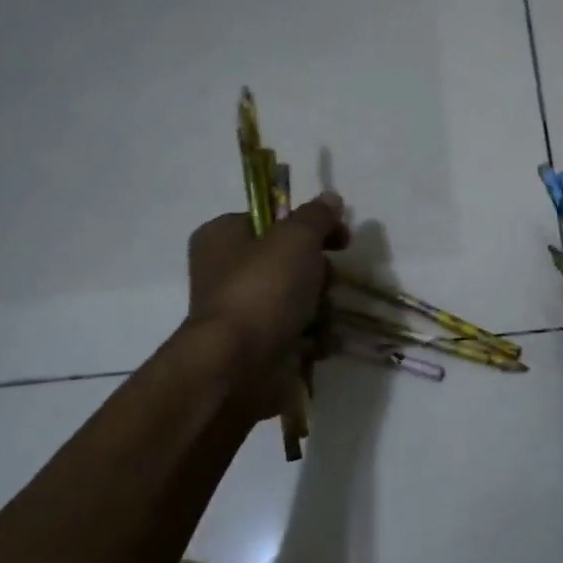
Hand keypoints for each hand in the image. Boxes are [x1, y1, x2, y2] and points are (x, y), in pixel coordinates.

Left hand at [188, 192, 349, 424]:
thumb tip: (330, 198)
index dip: (309, 225)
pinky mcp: (259, 344)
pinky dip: (313, 336)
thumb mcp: (296, 238)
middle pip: (291, 260)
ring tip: (320, 318)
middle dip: (319, 272)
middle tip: (326, 282)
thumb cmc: (263, 288)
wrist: (240, 364)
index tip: (339, 237)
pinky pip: (298, 330)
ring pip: (300, 296)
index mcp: (223, 236)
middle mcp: (228, 270)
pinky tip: (318, 341)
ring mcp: (244, 310)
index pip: (273, 219)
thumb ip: (317, 216)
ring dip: (320, 306)